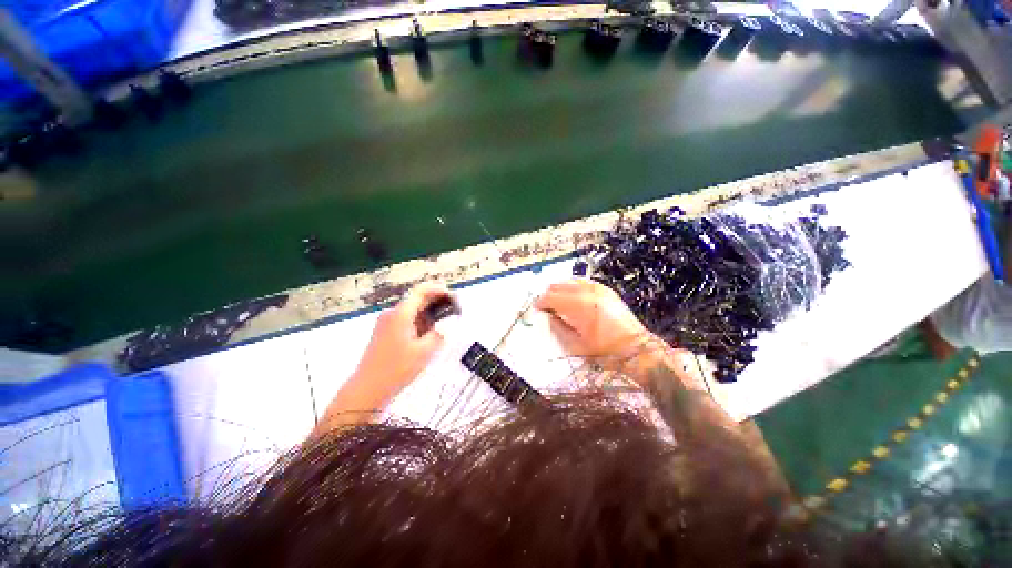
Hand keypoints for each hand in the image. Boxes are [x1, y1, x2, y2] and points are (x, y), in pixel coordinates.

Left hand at [312, 282, 449, 438]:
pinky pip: (405, 320)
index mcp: (401, 314)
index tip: (453, 298)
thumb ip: (438, 334)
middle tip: (453, 311)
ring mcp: (386, 322)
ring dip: (428, 313)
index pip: (421, 291)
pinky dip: (419, 322)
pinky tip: (428, 334)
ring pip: (412, 310)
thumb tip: (444, 326)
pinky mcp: (384, 332)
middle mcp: (392, 313)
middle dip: (436, 302)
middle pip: (416, 299)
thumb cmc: (397, 369)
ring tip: (443, 325)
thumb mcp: (424, 352)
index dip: (439, 290)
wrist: (367, 388)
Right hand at [535, 279, 672, 380]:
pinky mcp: (607, 291)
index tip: (536, 309)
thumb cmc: (605, 352)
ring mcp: (599, 289)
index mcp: (579, 306)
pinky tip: (572, 295)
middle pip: (559, 286)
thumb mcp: (576, 346)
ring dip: (560, 289)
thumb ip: (558, 329)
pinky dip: (574, 286)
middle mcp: (587, 292)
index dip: (540, 302)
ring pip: (571, 281)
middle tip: (545, 307)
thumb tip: (549, 317)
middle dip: (548, 295)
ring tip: (557, 301)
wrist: (638, 351)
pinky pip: (584, 282)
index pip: (551, 297)